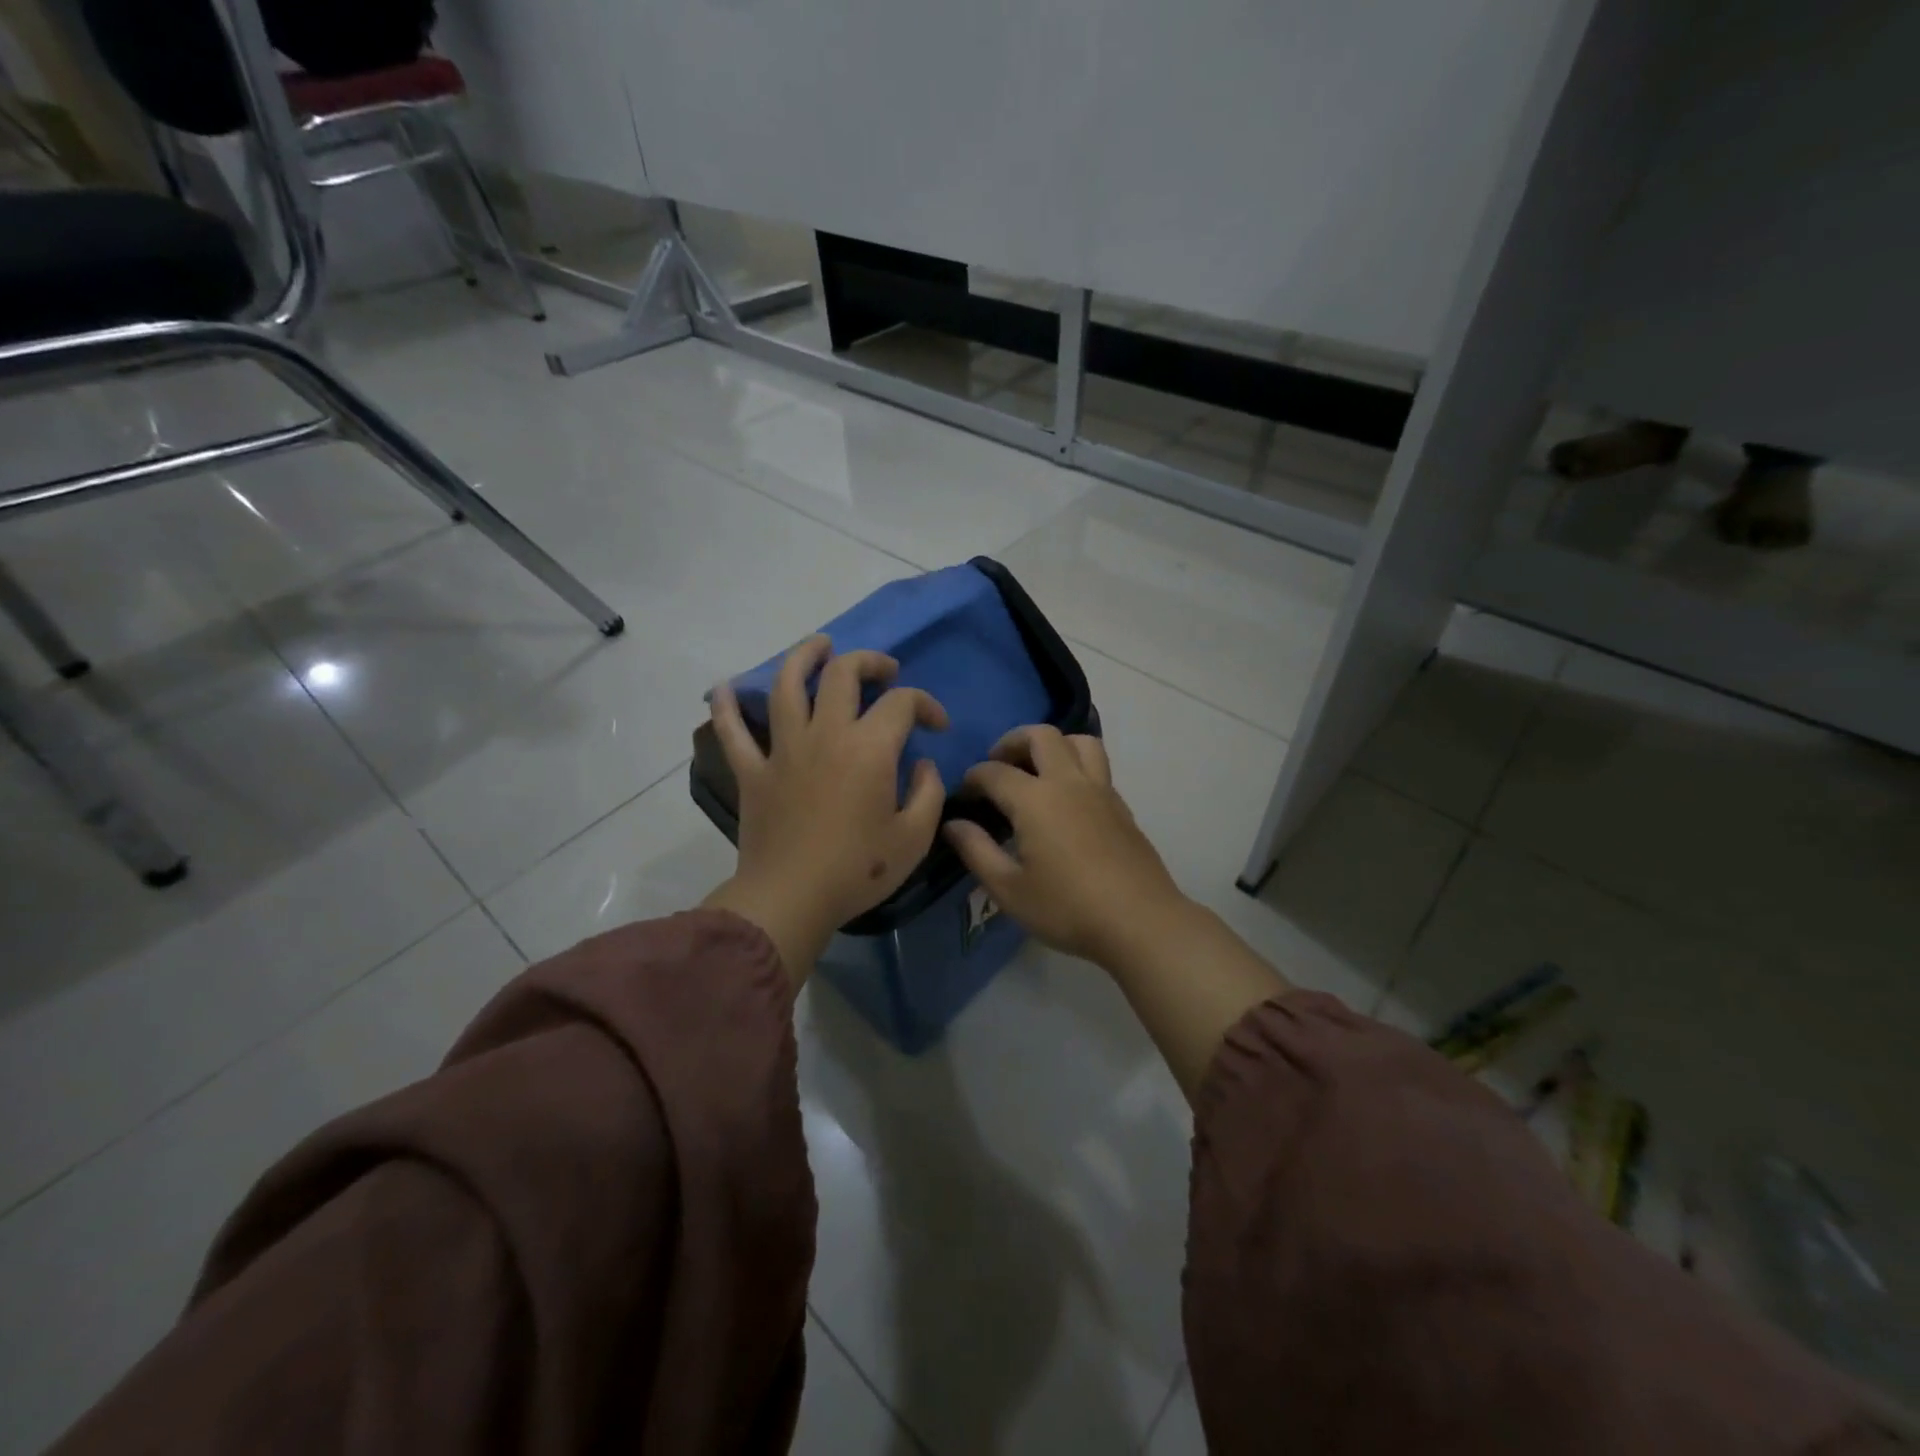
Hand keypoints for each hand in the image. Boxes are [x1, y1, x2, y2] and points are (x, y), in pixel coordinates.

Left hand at [702, 635, 948, 982]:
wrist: (791, 899)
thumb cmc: (858, 870)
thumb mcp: (914, 837)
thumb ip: (928, 793)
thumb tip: (921, 765)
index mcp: (869, 748)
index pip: (902, 703)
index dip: (926, 704)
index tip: (936, 724)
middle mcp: (826, 734)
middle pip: (843, 674)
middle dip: (869, 662)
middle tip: (885, 671)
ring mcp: (783, 749)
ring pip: (787, 685)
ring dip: (804, 657)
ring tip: (819, 645)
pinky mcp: (753, 771)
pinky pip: (732, 731)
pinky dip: (725, 707)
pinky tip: (723, 687)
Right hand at [944, 725, 1189, 968]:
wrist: (1140, 922)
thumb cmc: (1067, 908)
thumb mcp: (1009, 889)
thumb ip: (976, 850)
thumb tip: (953, 823)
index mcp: (1036, 799)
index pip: (994, 772)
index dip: (972, 779)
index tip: (963, 796)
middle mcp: (1069, 782)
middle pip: (1041, 735)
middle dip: (1012, 742)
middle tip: (998, 766)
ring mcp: (1101, 790)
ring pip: (1079, 741)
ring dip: (1053, 744)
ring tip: (1037, 770)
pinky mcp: (1121, 805)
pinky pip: (1097, 766)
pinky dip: (1075, 765)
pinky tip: (1066, 799)